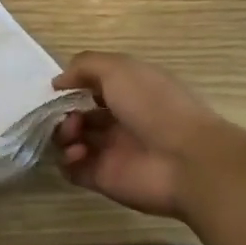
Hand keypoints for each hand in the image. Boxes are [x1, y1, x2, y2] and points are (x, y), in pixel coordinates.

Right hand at [52, 52, 245, 220]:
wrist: (187, 161)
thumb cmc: (154, 105)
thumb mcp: (119, 69)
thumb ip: (84, 66)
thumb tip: (58, 82)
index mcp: (129, 92)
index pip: (92, 87)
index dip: (73, 85)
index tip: (58, 88)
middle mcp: (119, 120)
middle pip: (78, 114)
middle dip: (63, 111)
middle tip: (67, 115)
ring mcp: (110, 151)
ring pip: (71, 140)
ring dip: (63, 134)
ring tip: (74, 134)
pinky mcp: (103, 178)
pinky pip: (72, 169)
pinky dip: (67, 160)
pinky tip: (78, 153)